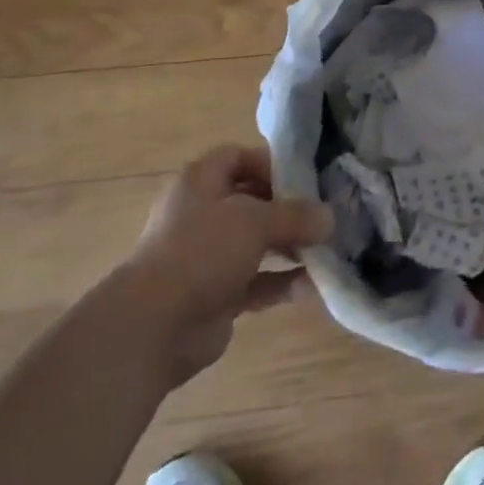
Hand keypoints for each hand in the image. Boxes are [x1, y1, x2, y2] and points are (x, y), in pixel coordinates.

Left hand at [121, 144, 333, 381]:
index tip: (306, 177)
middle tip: (326, 214)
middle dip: (289, 209)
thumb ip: (296, 215)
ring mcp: (209, 256)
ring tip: (328, 248)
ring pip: (257, 243)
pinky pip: (257, 281)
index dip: (271, 163)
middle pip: (253, 200)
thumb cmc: (202, 250)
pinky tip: (313, 286)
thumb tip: (330, 218)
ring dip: (290, 246)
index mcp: (201, 181)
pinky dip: (283, 282)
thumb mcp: (255, 220)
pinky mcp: (217, 294)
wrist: (154, 327)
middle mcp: (203, 213)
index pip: (239, 157)